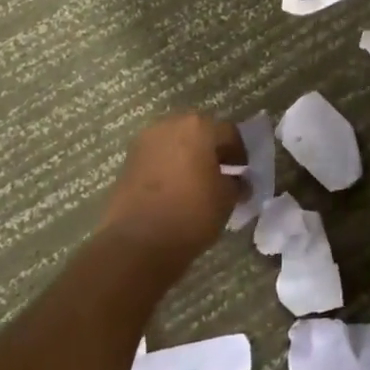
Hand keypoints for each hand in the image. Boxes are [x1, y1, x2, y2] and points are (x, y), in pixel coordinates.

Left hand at [94, 113, 242, 269]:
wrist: (137, 243)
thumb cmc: (191, 213)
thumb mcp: (227, 199)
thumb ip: (236, 183)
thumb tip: (237, 182)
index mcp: (198, 127)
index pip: (229, 133)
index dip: (239, 153)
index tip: (243, 172)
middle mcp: (169, 126)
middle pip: (199, 132)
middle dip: (211, 150)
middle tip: (220, 174)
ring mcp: (144, 143)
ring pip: (175, 143)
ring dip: (188, 157)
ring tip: (196, 183)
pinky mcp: (127, 163)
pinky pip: (157, 158)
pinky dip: (169, 168)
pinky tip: (175, 190)